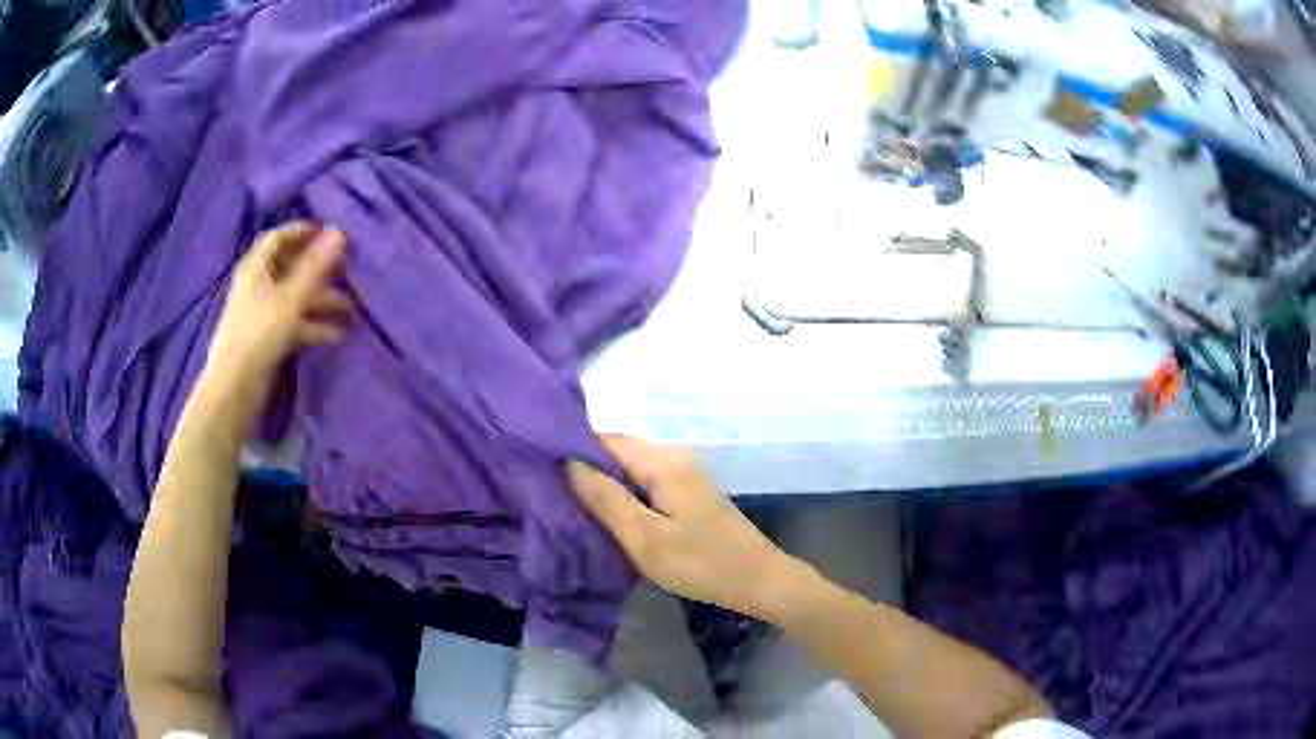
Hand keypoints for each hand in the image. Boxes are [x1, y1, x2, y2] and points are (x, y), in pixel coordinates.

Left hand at [202, 222, 355, 410]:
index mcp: (256, 269)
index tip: (330, 233)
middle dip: (320, 269)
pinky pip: (296, 323)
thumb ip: (315, 266)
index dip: (303, 231)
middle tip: (347, 270)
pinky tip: (338, 334)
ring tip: (352, 310)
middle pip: (291, 267)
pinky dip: (316, 325)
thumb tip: (339, 232)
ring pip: (298, 298)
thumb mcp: (290, 298)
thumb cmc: (259, 335)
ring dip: (324, 301)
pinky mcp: (270, 338)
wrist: (235, 389)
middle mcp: (259, 285)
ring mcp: (264, 313)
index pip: (279, 237)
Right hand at [567, 436, 807, 618]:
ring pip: (630, 466)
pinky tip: (609, 513)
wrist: (758, 580)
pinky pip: (645, 479)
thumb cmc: (700, 563)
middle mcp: (674, 455)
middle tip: (552, 493)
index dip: (571, 451)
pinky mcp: (688, 489)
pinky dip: (624, 492)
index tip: (540, 471)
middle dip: (585, 468)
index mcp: (663, 461)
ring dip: (603, 482)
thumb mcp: (645, 538)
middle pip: (617, 449)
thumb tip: (567, 463)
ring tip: (572, 504)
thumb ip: (605, 499)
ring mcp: (684, 471)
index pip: (604, 439)